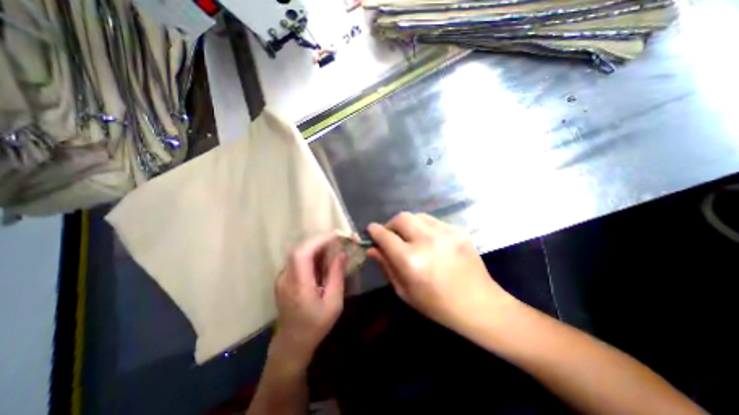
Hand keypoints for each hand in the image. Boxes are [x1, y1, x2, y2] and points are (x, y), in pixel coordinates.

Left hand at [271, 234, 345, 366]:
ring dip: (314, 246)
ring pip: (297, 253)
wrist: (292, 344)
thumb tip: (341, 254)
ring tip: (331, 247)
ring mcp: (282, 278)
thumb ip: (336, 276)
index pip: (302, 254)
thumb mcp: (333, 303)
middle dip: (318, 240)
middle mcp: (286, 278)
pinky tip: (321, 259)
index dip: (318, 240)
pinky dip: (310, 254)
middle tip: (336, 239)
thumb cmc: (315, 326)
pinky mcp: (283, 279)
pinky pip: (296, 260)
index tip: (335, 235)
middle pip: (299, 250)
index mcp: (298, 286)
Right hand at [366, 212, 511, 331]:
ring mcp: (445, 233)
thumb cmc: (437, 305)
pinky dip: (424, 227)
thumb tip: (372, 249)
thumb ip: (386, 266)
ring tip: (410, 237)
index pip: (385, 236)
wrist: (479, 304)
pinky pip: (433, 221)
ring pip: (417, 216)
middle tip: (391, 236)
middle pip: (401, 218)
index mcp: (411, 260)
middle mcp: (427, 241)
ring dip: (408, 224)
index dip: (375, 231)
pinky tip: (429, 241)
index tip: (371, 230)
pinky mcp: (458, 230)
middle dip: (391, 224)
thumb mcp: (405, 291)